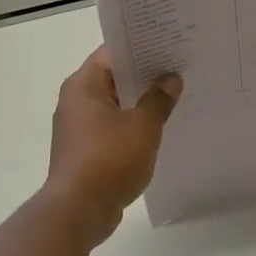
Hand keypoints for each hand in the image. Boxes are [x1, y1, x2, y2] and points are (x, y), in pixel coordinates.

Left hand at [44, 47, 181, 243]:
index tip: (168, 44)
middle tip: (179, 68)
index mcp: (84, 86)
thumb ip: (159, 99)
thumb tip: (171, 79)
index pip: (112, 53)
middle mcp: (76, 101)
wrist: (79, 211)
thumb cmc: (109, 160)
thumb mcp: (143, 126)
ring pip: (115, 105)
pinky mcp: (86, 151)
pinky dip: (133, 126)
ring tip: (176, 97)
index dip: (141, 47)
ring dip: (141, 103)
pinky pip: (113, 128)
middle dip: (145, 75)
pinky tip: (159, 129)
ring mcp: (79, 128)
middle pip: (114, 78)